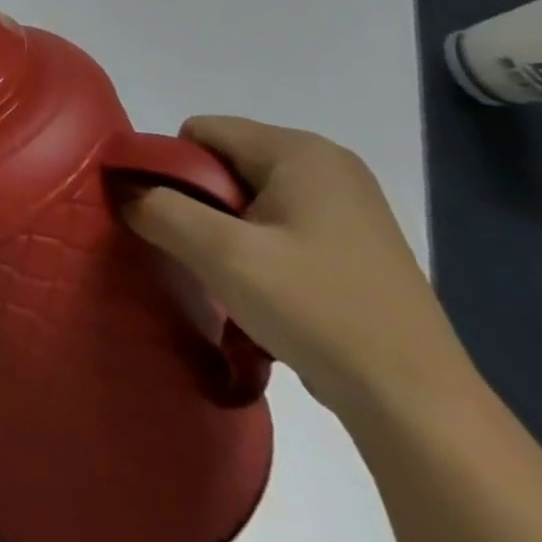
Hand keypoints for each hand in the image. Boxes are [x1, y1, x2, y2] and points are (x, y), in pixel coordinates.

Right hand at [122, 116, 473, 419]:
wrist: (421, 409)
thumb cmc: (317, 311)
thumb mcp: (221, 255)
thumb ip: (160, 209)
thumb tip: (120, 188)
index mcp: (300, 150)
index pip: (201, 132)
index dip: (173, 170)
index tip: (175, 223)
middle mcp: (328, 163)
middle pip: (226, 160)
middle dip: (202, 202)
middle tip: (206, 254)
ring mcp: (351, 204)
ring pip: (252, 194)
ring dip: (229, 228)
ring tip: (236, 278)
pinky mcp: (360, 243)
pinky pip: (283, 222)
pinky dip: (262, 246)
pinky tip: (272, 291)